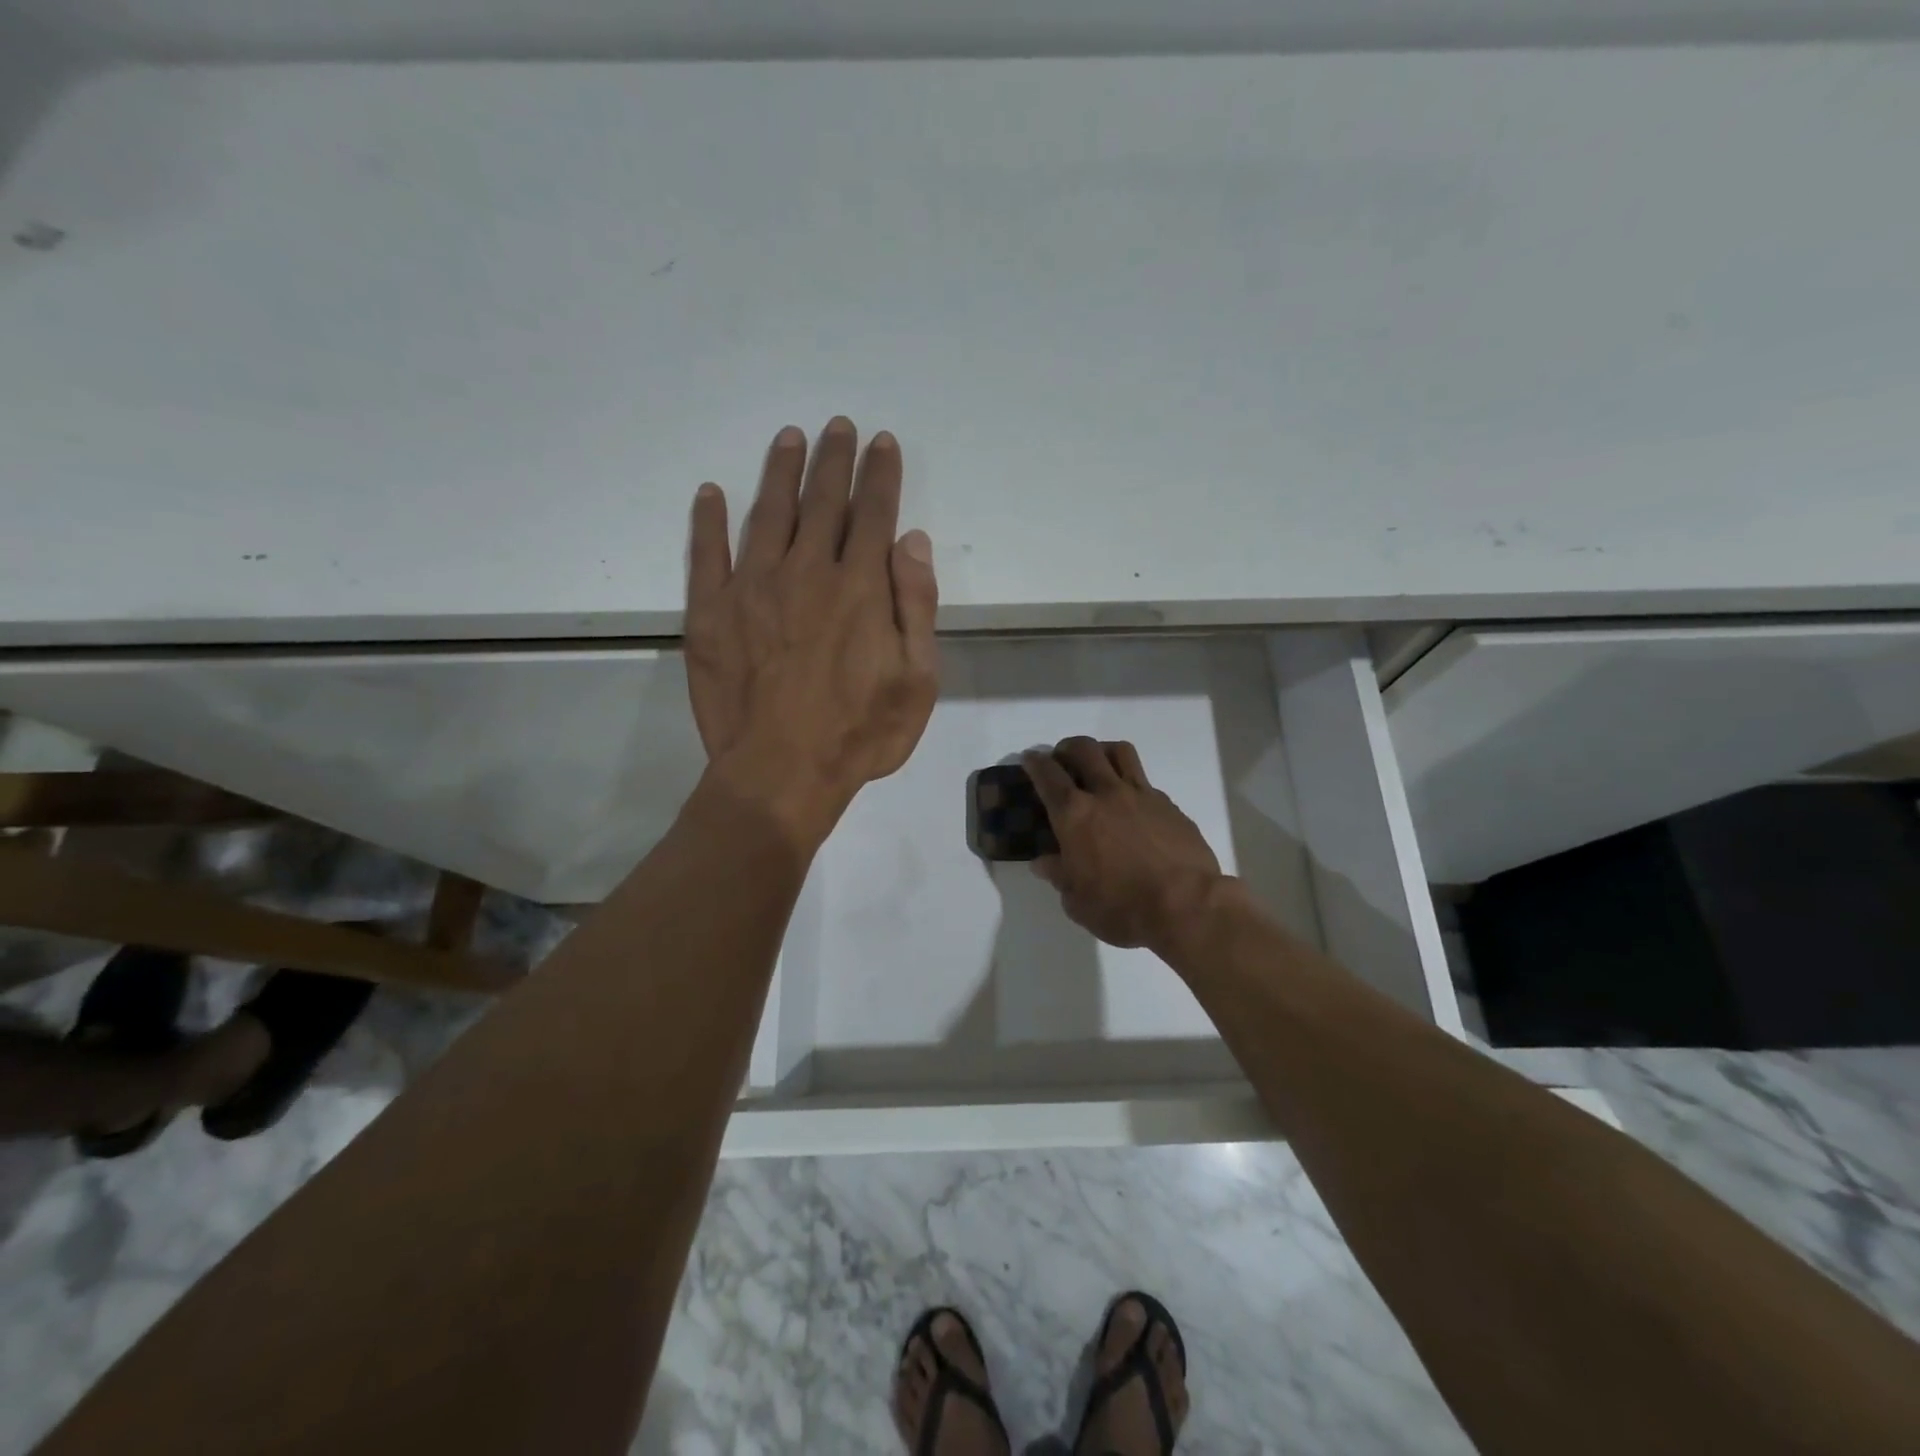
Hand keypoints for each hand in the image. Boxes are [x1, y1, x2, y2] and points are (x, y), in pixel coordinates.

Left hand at [686, 418, 939, 843]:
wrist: (780, 774)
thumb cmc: (859, 733)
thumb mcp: (916, 680)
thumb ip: (916, 606)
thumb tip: (911, 541)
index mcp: (859, 587)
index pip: (873, 514)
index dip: (881, 475)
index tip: (882, 443)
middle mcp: (805, 572)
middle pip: (822, 502)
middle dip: (834, 460)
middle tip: (838, 427)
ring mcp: (751, 588)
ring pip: (768, 514)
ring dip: (780, 473)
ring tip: (789, 438)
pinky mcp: (709, 613)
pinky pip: (706, 554)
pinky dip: (708, 521)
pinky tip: (710, 494)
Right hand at [1023, 738, 1225, 954]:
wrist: (1186, 906)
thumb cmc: (1122, 907)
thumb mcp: (1078, 902)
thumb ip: (1059, 876)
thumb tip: (1044, 862)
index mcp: (1074, 815)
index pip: (1048, 775)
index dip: (1035, 763)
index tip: (1030, 758)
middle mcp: (1106, 794)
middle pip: (1084, 750)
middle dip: (1067, 748)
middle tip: (1062, 760)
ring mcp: (1142, 795)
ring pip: (1119, 752)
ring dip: (1102, 751)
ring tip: (1098, 765)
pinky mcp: (1170, 806)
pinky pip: (1145, 782)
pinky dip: (1132, 785)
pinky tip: (1132, 807)